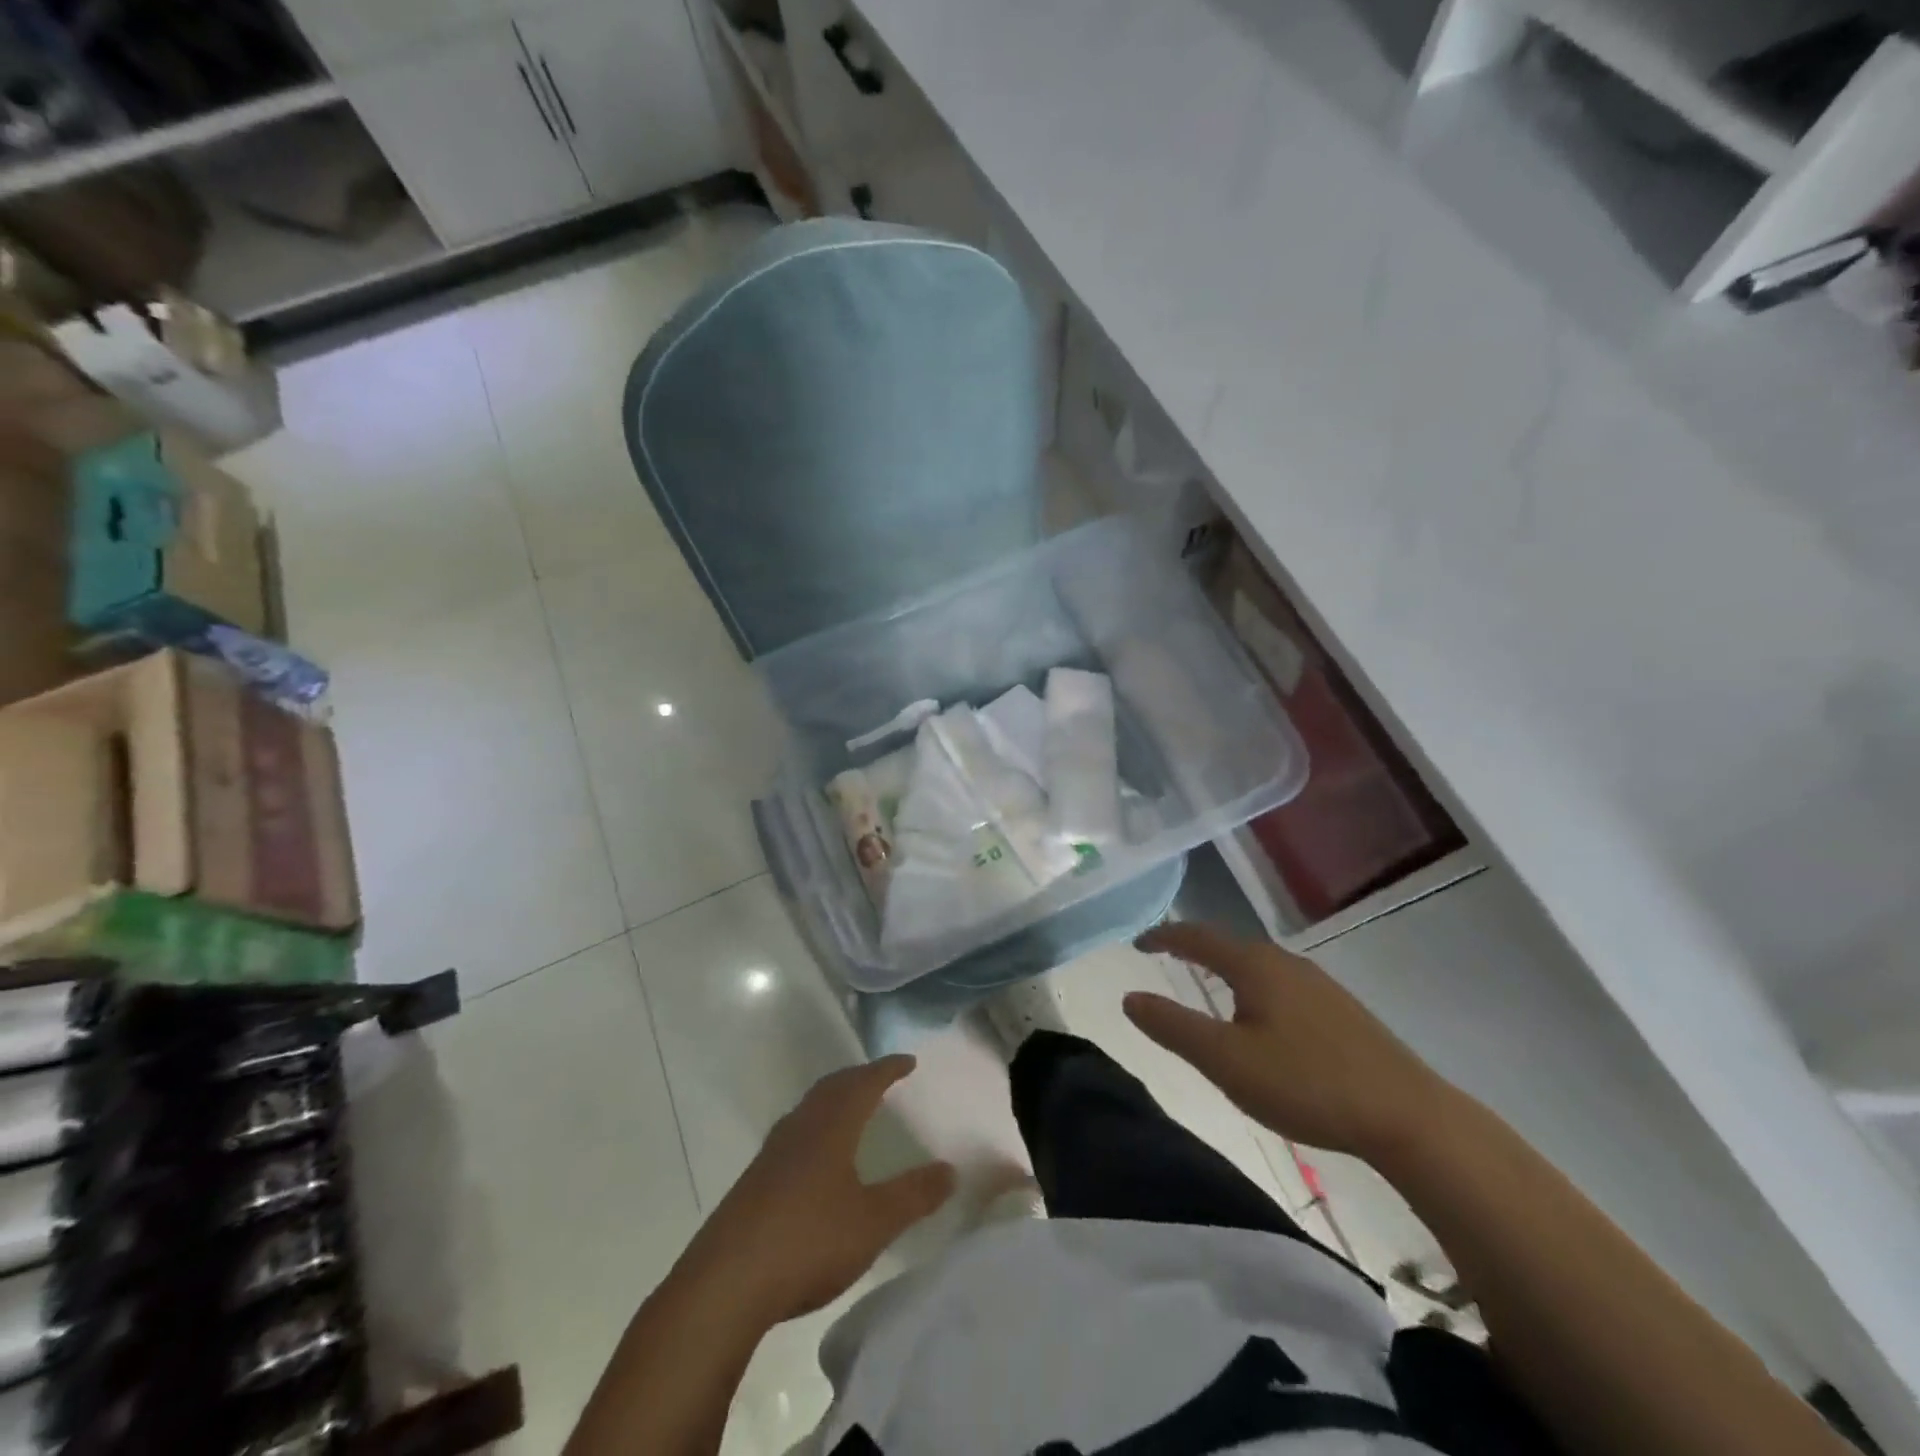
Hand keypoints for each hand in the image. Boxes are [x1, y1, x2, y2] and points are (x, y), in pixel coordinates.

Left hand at [687, 1056, 955, 1325]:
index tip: (908, 1061)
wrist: (724, 1284)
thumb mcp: (873, 1222)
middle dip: (859, 1077)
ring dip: (834, 1100)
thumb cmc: (807, 1241)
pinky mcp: (755, 1181)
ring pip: (809, 1109)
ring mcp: (772, 1154)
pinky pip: (794, 1134)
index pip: (864, 1083)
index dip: (887, 1069)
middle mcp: (800, 1128)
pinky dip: (816, 1127)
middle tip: (882, 1077)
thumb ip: (913, 1195)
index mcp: (830, 1126)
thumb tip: (950, 1169)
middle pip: (832, 1087)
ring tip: (852, 1109)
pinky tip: (817, 1158)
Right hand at [1125, 923, 1450, 1158]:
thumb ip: (1173, 1026)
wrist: (1409, 1116)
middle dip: (1194, 948)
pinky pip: (1280, 983)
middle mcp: (1285, 962)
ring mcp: (1318, 984)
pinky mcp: (1341, 1009)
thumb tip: (1130, 997)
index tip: (1137, 943)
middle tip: (1166, 959)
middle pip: (1228, 944)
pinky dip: (1253, 986)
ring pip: (1258, 964)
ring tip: (1206, 985)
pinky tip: (1261, 1016)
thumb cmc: (1307, 1083)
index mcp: (1254, 965)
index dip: (1163, 936)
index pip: (1197, 936)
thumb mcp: (1226, 1061)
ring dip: (1225, 968)